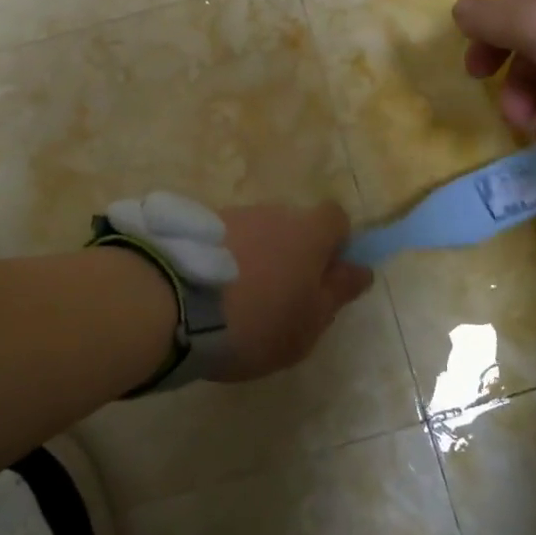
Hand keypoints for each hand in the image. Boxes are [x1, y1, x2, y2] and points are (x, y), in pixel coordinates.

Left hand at [213, 202, 370, 382]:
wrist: (174, 303)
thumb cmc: (258, 320)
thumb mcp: (309, 322)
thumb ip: (337, 293)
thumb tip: (361, 270)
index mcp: (309, 232)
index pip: (336, 218)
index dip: (336, 244)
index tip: (325, 276)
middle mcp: (274, 212)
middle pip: (294, 225)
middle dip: (292, 253)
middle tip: (280, 296)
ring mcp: (233, 214)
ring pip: (258, 231)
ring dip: (256, 256)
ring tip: (238, 299)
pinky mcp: (198, 225)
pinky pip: (225, 240)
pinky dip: (225, 259)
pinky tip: (210, 292)